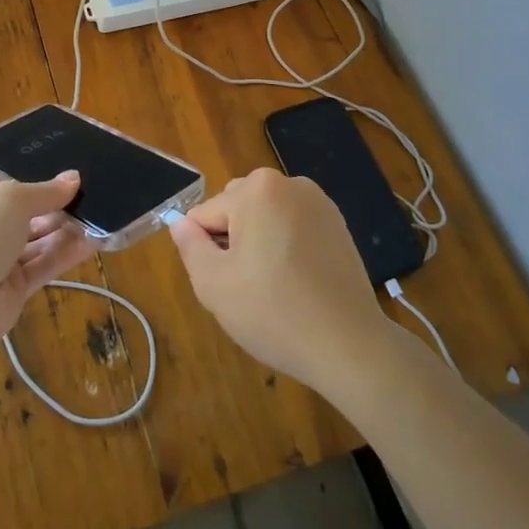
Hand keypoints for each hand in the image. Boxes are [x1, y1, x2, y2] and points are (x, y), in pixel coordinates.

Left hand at [0, 171, 94, 347]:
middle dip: (54, 212)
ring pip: (35, 246)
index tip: (65, 185)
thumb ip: (45, 190)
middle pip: (23, 222)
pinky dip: (65, 255)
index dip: (34, 191)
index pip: (3, 198)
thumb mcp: (12, 200)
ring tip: (98, 218)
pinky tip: (93, 243)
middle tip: (89, 200)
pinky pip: (43, 268)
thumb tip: (74, 178)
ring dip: (65, 233)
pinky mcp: (12, 293)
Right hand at [169, 167, 394, 392]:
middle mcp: (289, 184)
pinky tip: (297, 284)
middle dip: (233, 242)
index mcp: (256, 189)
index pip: (205, 215)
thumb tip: (180, 224)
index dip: (206, 251)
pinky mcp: (338, 224)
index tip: (227, 283)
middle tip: (248, 286)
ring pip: (265, 218)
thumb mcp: (213, 284)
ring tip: (274, 287)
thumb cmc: (274, 312)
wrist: (349, 344)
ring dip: (260, 244)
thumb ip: (190, 246)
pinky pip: (293, 227)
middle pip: (236, 209)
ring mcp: (319, 202)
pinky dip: (287, 248)